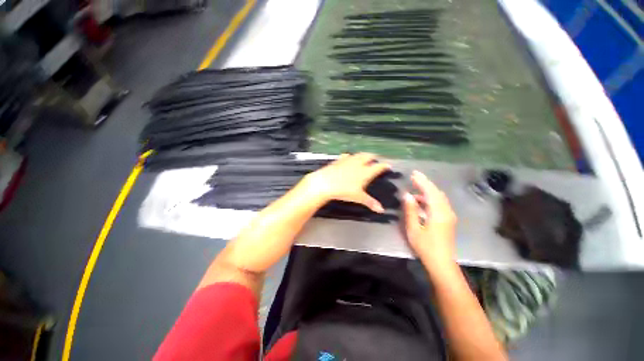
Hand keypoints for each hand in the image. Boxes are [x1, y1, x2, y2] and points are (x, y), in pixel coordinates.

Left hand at [301, 153, 390, 212]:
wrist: (325, 182)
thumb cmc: (344, 190)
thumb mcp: (358, 197)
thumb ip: (370, 202)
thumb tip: (381, 210)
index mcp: (365, 172)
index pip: (378, 167)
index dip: (384, 166)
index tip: (388, 166)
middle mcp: (358, 163)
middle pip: (368, 156)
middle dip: (373, 157)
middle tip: (375, 160)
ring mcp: (348, 160)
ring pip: (358, 154)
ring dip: (363, 155)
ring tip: (364, 157)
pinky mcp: (339, 160)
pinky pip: (347, 156)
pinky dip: (350, 156)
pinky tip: (348, 157)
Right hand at [403, 171, 456, 270]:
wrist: (441, 263)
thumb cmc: (425, 246)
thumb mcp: (414, 228)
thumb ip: (411, 210)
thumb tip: (407, 195)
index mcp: (438, 213)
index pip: (430, 192)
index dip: (422, 182)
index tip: (414, 174)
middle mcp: (446, 212)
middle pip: (437, 192)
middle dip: (425, 183)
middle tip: (414, 177)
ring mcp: (449, 216)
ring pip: (439, 198)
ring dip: (428, 191)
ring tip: (415, 188)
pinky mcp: (448, 220)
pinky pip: (440, 204)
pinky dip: (431, 198)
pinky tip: (421, 201)